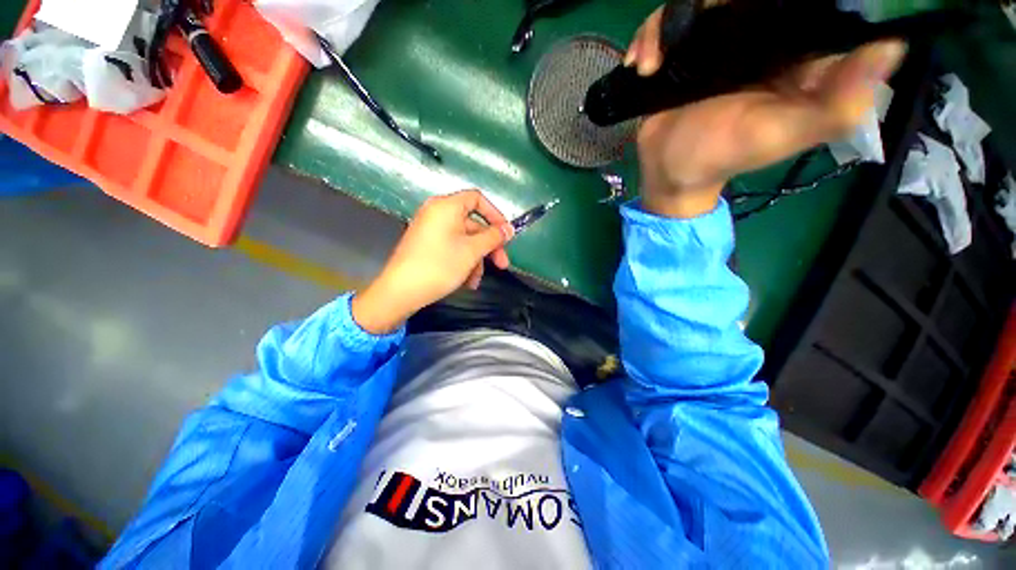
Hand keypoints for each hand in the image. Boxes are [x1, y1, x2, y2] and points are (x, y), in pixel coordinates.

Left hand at [351, 190, 514, 333]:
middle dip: (488, 246)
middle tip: (502, 264)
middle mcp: (437, 213)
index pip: (477, 199)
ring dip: (476, 260)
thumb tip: (509, 229)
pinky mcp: (427, 246)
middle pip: (473, 224)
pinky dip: (463, 262)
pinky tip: (466, 281)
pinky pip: (452, 248)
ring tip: (475, 281)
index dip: (496, 215)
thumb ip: (493, 237)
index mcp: (446, 206)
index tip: (506, 235)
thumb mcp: (472, 251)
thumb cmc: (439, 265)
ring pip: (464, 241)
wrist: (401, 291)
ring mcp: (431, 230)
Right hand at [627, 5, 906, 217]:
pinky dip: (649, 37)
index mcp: (794, 50)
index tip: (765, 2)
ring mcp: (717, 42)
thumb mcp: (782, 136)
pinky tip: (641, 64)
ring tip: (651, 63)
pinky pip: (667, 23)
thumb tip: (890, 45)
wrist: (670, 173)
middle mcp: (760, 37)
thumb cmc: (722, 157)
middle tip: (694, 25)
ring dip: (668, 23)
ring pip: (701, 0)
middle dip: (714, 1)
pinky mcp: (683, 52)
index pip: (806, 1)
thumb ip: (836, 103)